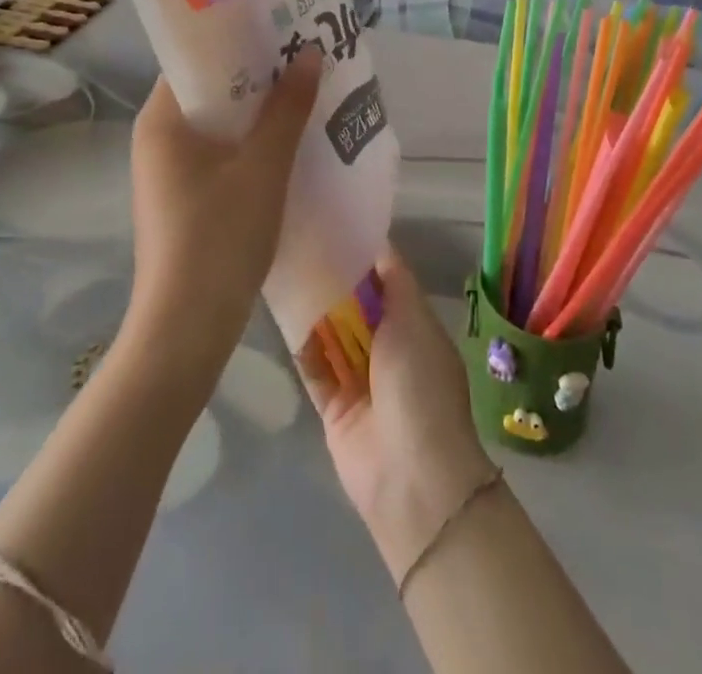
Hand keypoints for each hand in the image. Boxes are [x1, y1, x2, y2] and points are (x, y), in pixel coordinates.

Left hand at [125, 47, 323, 366]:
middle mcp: (157, 138)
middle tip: (304, 57)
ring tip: (305, 92)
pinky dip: (250, 143)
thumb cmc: (220, 237)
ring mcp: (167, 172)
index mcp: (161, 119)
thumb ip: (288, 108)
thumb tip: (310, 53)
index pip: (198, 59)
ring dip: (258, 112)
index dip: (239, 41)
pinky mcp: (182, 199)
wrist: (186, 329)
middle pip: (210, 90)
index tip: (281, 28)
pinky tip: (288, 142)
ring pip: (218, 125)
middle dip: (257, 76)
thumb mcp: (264, 166)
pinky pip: (219, 154)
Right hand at [300, 247, 496, 583]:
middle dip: (334, 281)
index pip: (386, 282)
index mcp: (414, 326)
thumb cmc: (420, 386)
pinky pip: (313, 366)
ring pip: (332, 334)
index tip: (335, 226)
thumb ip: (395, 281)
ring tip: (286, 268)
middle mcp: (387, 348)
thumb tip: (380, 241)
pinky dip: (301, 344)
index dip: (364, 256)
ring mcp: (359, 378)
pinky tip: (281, 311)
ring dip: (314, 309)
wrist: (410, 476)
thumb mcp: (415, 320)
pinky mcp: (333, 406)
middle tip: (301, 243)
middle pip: (356, 306)